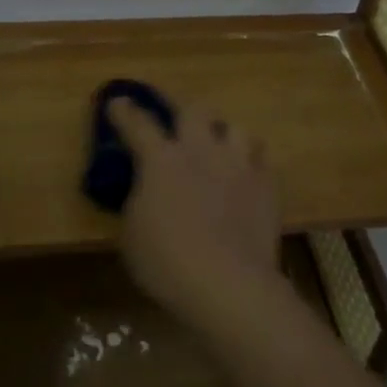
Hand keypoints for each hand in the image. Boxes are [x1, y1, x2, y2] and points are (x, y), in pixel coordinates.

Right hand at [108, 98, 289, 330]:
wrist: (228, 284)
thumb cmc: (167, 262)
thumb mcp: (132, 233)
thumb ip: (138, 200)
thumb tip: (145, 188)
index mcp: (162, 160)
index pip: (138, 124)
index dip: (125, 111)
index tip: (118, 101)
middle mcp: (202, 151)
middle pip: (195, 109)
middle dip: (184, 113)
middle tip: (180, 127)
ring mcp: (239, 165)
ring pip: (236, 128)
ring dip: (225, 136)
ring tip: (220, 152)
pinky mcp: (267, 185)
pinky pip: (261, 161)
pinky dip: (251, 166)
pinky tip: (245, 181)